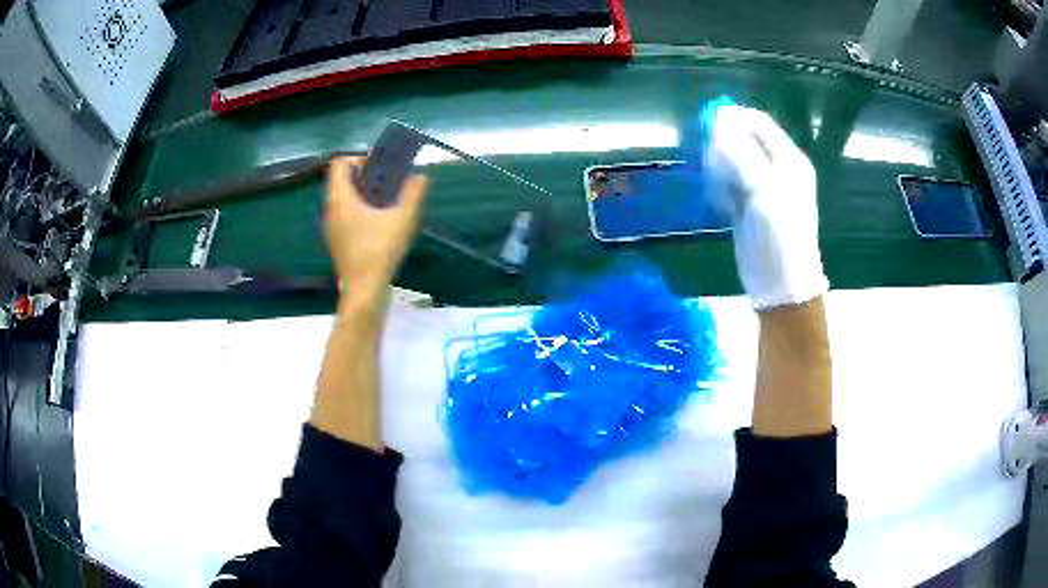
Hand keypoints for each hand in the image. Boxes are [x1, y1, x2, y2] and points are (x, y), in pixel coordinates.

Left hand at [325, 156, 427, 310]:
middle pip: (342, 180)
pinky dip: (360, 210)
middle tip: (388, 182)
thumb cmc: (379, 252)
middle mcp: (331, 210)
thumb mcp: (402, 220)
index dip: (358, 158)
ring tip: (387, 201)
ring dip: (363, 193)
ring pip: (343, 198)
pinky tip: (380, 222)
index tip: (380, 167)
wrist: (364, 291)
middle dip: (364, 175)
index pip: (339, 164)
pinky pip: (345, 214)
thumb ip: (413, 194)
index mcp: (341, 199)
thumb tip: (421, 175)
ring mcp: (332, 227)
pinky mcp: (337, 241)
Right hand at [704, 106, 827, 308]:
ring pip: (732, 160)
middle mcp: (776, 167)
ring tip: (722, 192)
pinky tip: (723, 204)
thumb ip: (741, 152)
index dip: (733, 119)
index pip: (758, 122)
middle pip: (742, 139)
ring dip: (719, 169)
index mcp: (788, 158)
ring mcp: (762, 185)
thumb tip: (719, 121)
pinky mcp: (748, 203)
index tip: (708, 129)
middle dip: (723, 147)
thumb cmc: (779, 234)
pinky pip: (729, 181)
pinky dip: (721, 187)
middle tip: (716, 168)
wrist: (780, 283)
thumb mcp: (763, 189)